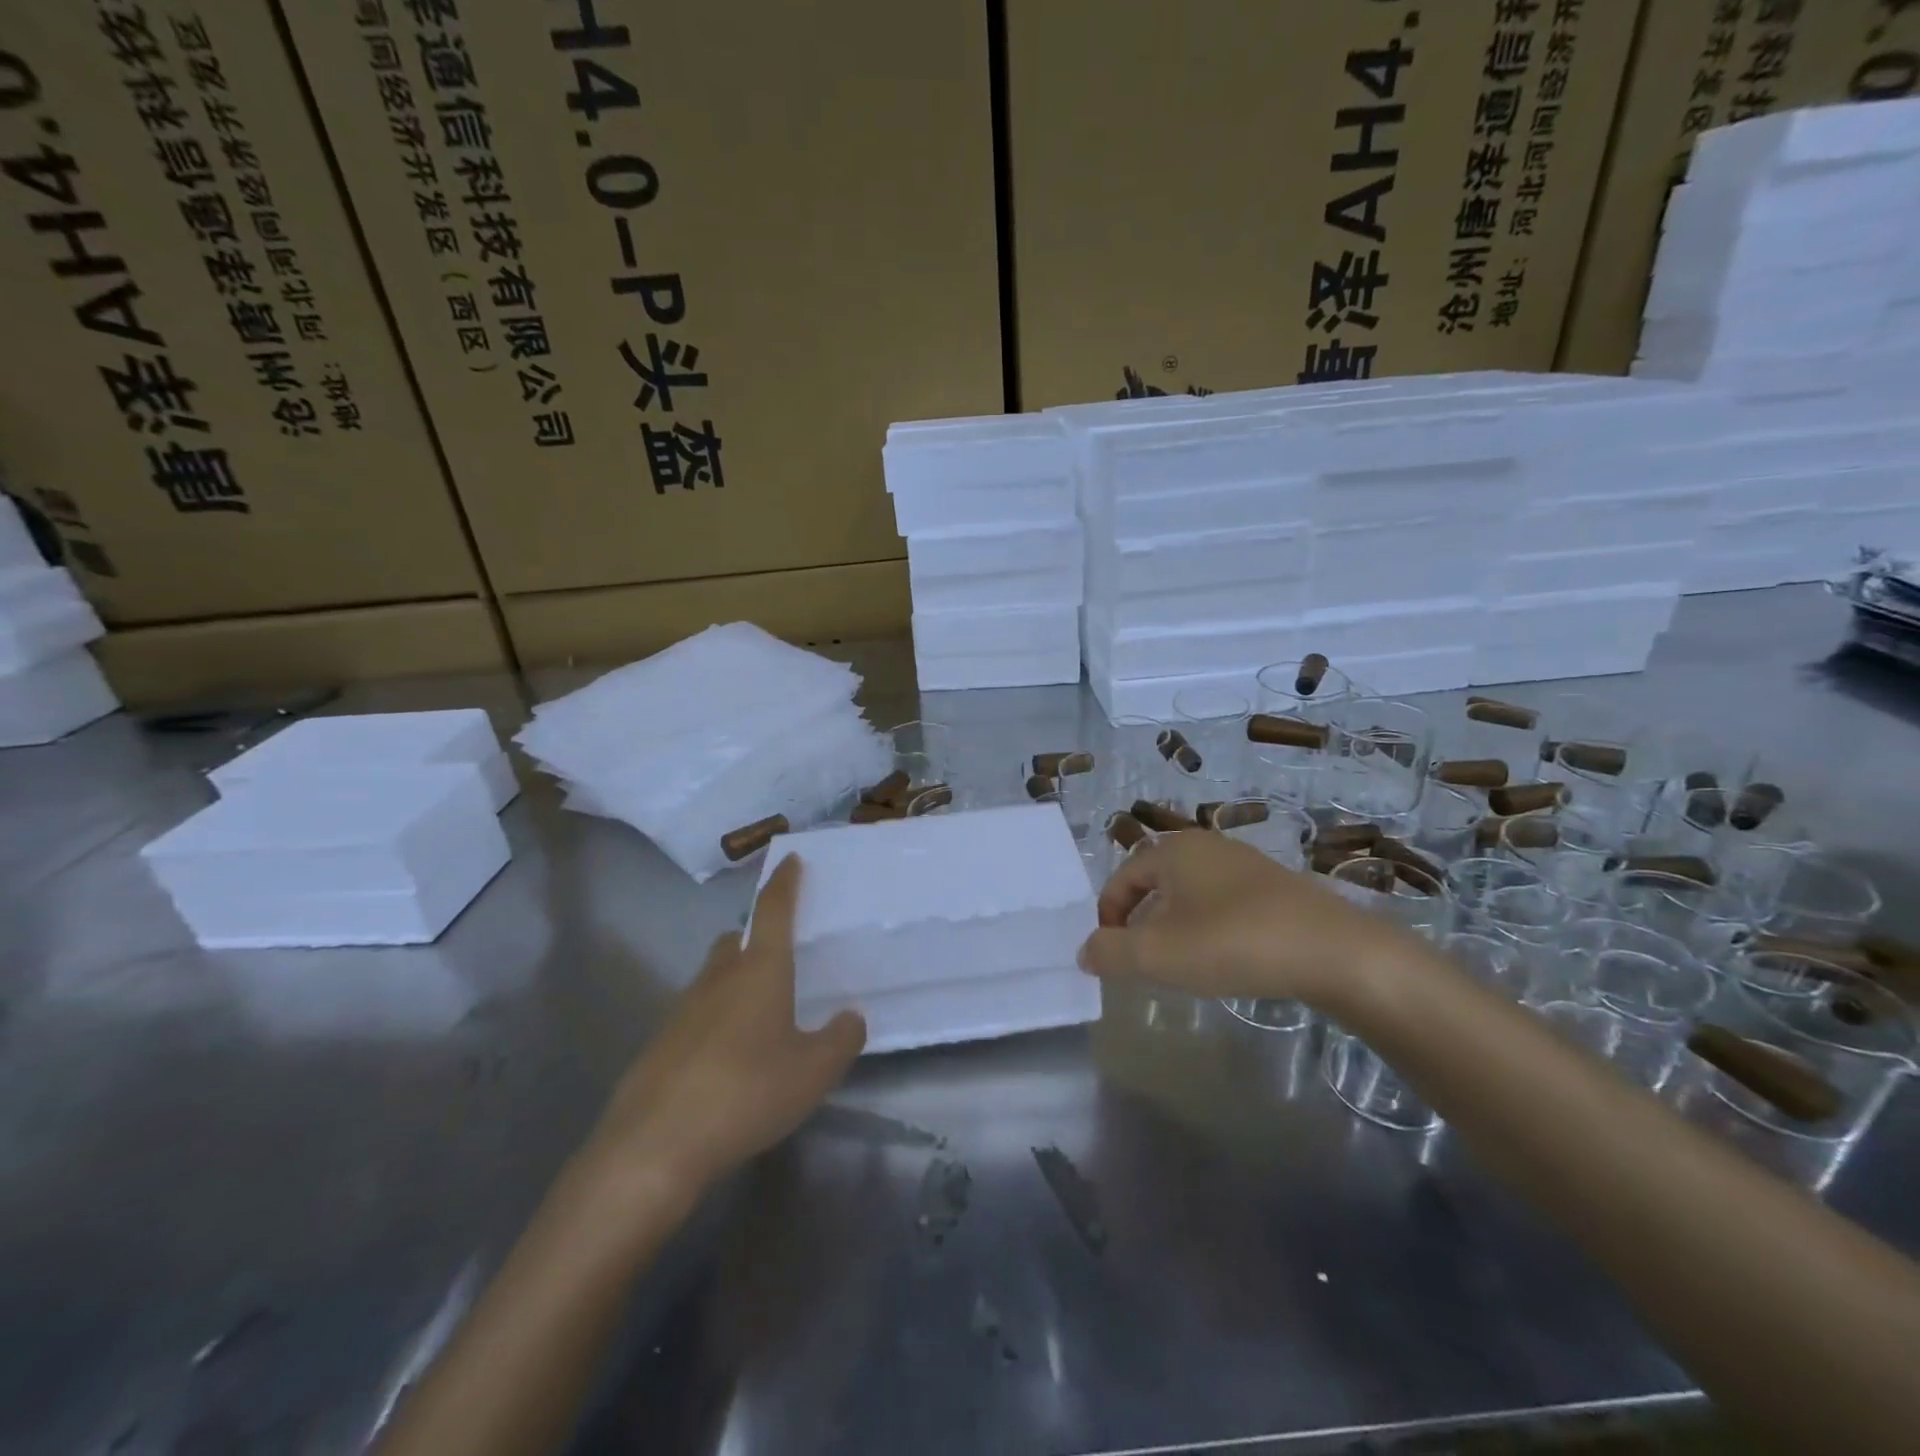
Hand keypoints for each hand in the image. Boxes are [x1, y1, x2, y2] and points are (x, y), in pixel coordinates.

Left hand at [585, 856, 865, 1201]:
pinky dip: (716, 1021)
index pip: (773, 910)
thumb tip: (851, 1017)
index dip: (784, 883)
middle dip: (755, 937)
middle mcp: (718, 978)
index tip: (790, 859)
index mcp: (759, 970)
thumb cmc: (747, 1092)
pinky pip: (696, 1016)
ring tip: (761, 1014)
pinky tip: (730, 1058)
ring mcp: (682, 1010)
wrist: (655, 1147)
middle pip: (735, 940)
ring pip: (713, 978)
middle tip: (780, 955)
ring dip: (735, 982)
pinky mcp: (660, 1045)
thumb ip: (840, 1039)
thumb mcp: (813, 1072)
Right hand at [1078, 830, 1411, 1004]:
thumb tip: (1085, 951)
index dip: (1108, 916)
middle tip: (1143, 960)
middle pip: (1154, 881)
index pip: (1121, 878)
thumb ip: (1110, 952)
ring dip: (1173, 924)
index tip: (1112, 955)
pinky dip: (1208, 925)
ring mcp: (1243, 863)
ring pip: (1189, 892)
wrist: (1333, 951)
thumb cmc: (1232, 943)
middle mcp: (1205, 845)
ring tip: (1181, 962)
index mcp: (1173, 850)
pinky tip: (1224, 955)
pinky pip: (1222, 901)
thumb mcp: (1158, 954)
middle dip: (1140, 920)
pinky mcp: (1274, 886)